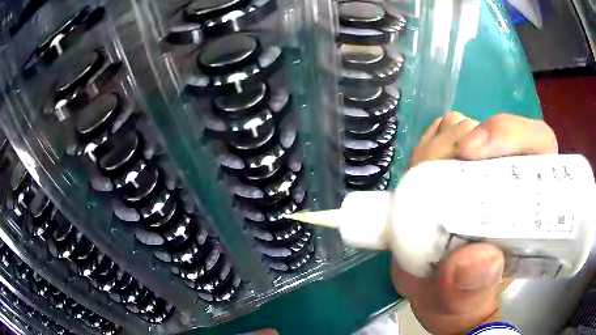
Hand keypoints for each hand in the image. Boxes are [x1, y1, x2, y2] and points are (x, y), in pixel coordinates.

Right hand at [393, 112, 557, 334]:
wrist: (436, 294)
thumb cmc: (459, 300)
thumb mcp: (461, 308)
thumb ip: (470, 294)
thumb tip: (482, 259)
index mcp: (528, 203)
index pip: (536, 144)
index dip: (510, 135)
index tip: (471, 152)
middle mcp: (509, 176)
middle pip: (491, 130)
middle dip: (456, 143)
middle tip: (428, 173)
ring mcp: (481, 167)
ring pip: (461, 129)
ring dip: (436, 149)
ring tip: (420, 186)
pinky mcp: (454, 164)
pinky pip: (439, 135)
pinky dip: (425, 148)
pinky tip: (419, 176)